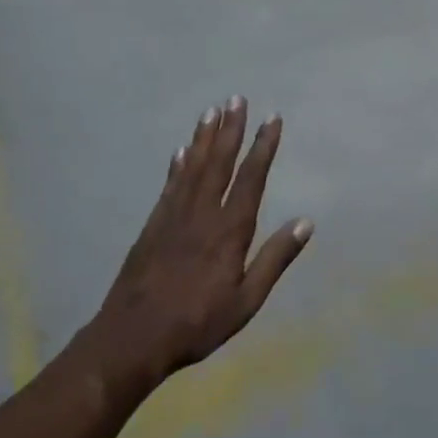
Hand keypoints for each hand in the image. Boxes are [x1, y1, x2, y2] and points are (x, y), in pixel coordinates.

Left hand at [84, 98, 311, 386]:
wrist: (131, 339)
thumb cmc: (196, 323)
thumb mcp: (246, 300)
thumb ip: (275, 259)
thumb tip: (306, 222)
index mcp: (229, 231)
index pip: (251, 179)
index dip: (263, 147)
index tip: (272, 118)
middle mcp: (202, 214)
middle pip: (219, 163)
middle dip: (231, 129)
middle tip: (237, 98)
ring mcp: (173, 217)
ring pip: (193, 167)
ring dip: (204, 138)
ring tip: (211, 111)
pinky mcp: (152, 226)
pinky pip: (169, 186)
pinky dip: (178, 165)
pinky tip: (181, 150)